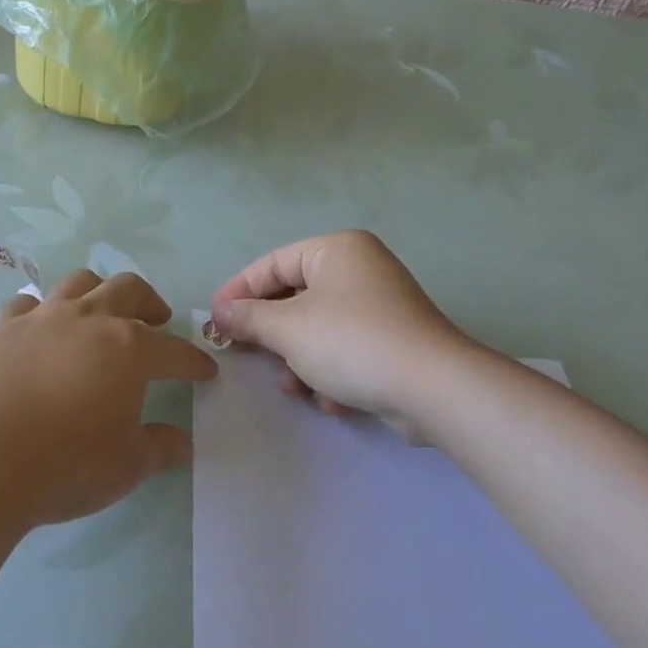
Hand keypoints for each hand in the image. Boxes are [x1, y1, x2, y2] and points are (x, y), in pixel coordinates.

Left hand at [0, 269, 217, 529]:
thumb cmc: (62, 465)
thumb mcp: (126, 466)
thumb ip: (160, 448)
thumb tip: (182, 440)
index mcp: (128, 348)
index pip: (174, 349)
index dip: (193, 360)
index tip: (205, 370)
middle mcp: (87, 319)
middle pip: (129, 290)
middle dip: (150, 303)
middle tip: (157, 321)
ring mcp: (40, 317)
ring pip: (79, 283)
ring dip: (98, 293)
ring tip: (101, 315)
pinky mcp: (0, 327)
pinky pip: (29, 304)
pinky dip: (43, 312)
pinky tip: (41, 331)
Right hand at [212, 231, 492, 439]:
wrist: (434, 389)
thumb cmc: (351, 342)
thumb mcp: (288, 328)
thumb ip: (249, 318)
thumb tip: (220, 312)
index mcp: (336, 250)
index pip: (272, 263)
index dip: (239, 291)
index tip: (214, 319)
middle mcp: (359, 268)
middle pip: (295, 297)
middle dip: (272, 334)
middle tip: (244, 354)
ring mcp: (380, 304)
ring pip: (317, 327)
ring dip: (299, 360)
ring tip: (294, 387)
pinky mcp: (393, 340)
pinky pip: (345, 347)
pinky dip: (330, 371)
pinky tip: (330, 398)